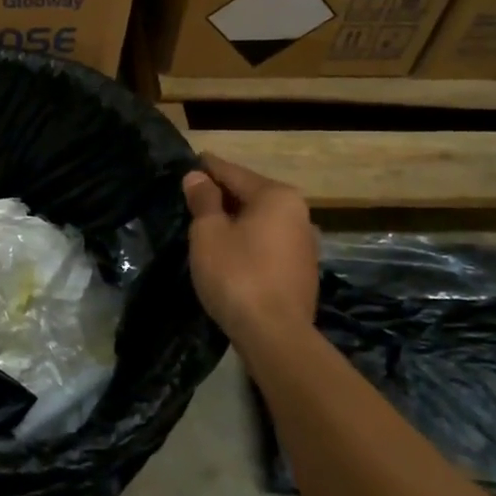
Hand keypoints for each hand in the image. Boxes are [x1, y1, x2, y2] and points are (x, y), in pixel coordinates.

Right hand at [183, 154, 318, 347]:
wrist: (275, 335)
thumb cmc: (237, 274)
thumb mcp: (208, 233)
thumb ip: (203, 200)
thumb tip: (197, 177)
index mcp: (277, 196)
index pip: (234, 173)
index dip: (208, 168)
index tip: (191, 160)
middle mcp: (298, 213)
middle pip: (252, 195)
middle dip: (223, 194)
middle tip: (193, 194)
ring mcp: (304, 244)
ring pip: (262, 221)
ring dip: (237, 219)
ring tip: (208, 222)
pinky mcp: (302, 271)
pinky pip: (268, 243)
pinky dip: (248, 240)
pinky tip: (230, 250)